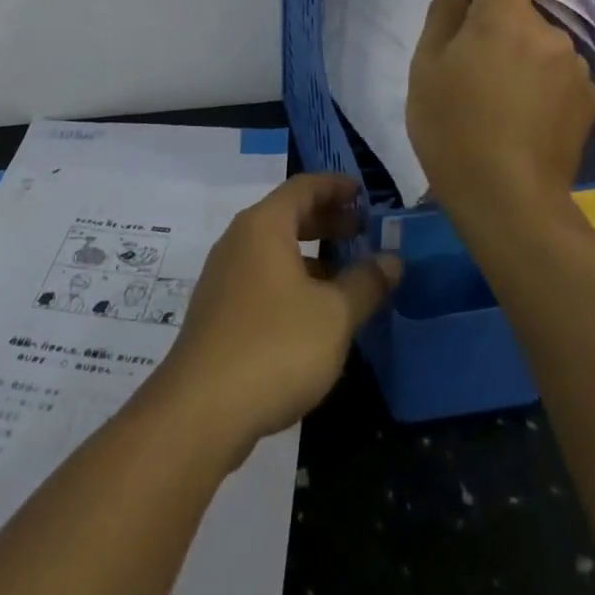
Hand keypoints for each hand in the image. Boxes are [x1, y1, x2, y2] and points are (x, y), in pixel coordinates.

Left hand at [156, 174, 401, 458]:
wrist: (201, 409)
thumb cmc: (275, 346)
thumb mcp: (334, 315)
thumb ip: (366, 283)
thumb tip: (392, 260)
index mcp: (264, 225)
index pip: (303, 187)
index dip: (335, 186)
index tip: (364, 192)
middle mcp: (239, 240)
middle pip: (287, 215)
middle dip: (327, 220)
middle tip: (363, 231)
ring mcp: (224, 276)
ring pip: (274, 249)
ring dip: (311, 254)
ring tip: (346, 274)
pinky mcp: (219, 310)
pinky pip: (262, 277)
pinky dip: (292, 279)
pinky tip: (314, 312)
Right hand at [407, 0, 594, 214]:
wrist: (509, 203)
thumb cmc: (452, 129)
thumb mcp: (428, 66)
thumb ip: (443, 10)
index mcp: (506, 17)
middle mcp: (550, 33)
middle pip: (520, 3)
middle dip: (492, 17)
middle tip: (462, 59)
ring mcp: (575, 67)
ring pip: (537, 40)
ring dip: (514, 51)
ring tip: (490, 96)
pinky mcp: (589, 99)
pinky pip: (556, 70)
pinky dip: (536, 78)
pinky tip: (518, 117)